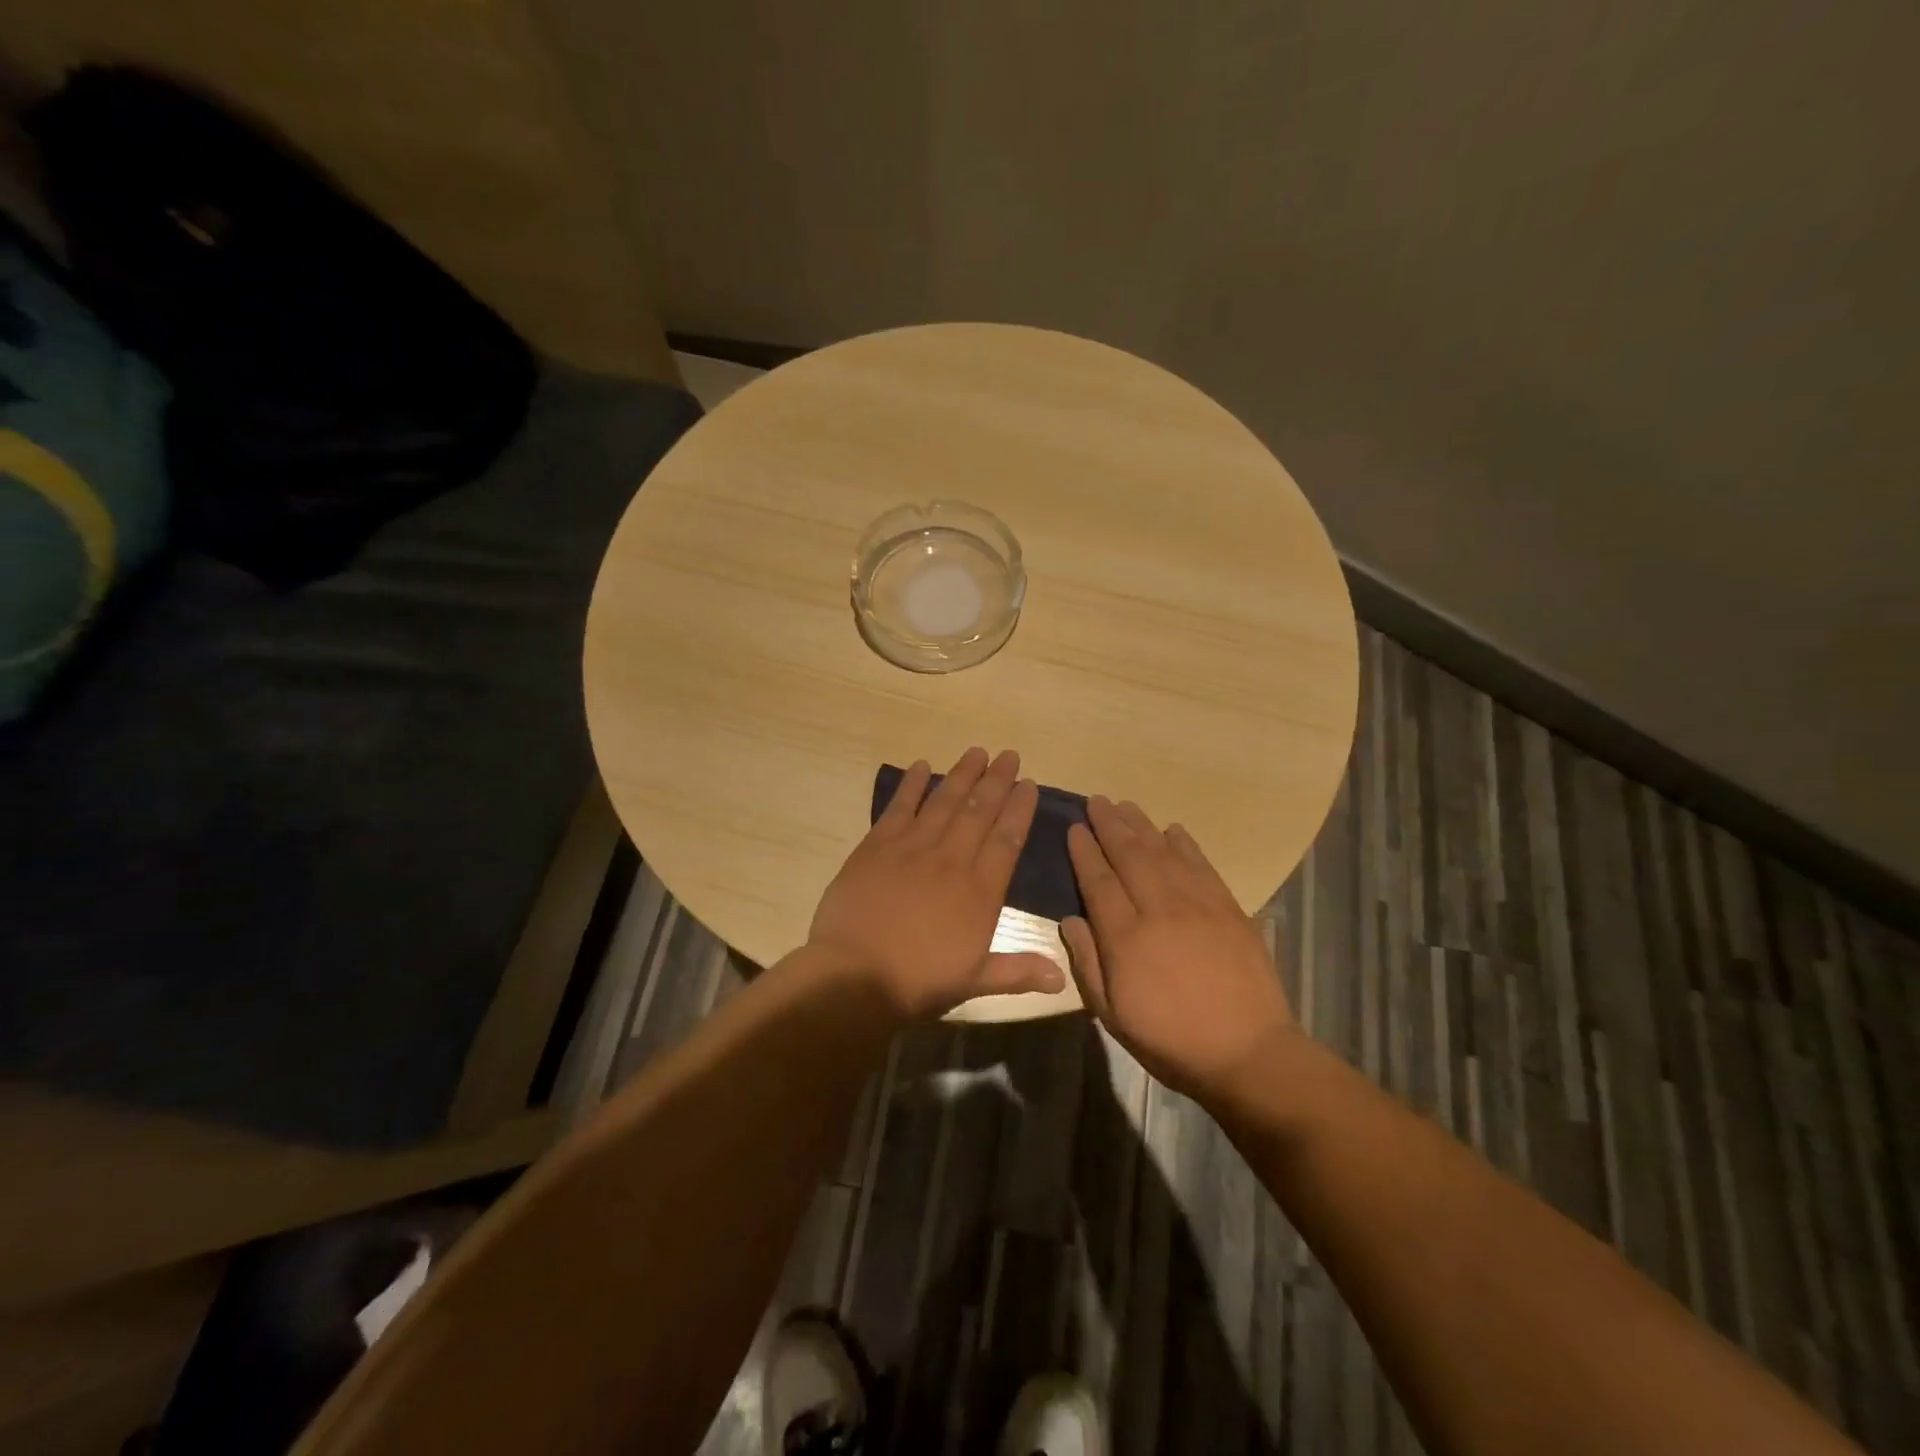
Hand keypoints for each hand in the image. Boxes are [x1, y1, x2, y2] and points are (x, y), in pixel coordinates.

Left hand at [808, 747, 1065, 1019]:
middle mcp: (952, 859)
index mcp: (980, 891)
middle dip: (997, 781)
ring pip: (944, 801)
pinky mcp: (878, 845)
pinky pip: (899, 806)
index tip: (1028, 785)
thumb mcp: (975, 981)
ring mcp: (913, 847)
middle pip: (979, 811)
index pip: (1007, 839)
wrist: (855, 976)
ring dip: (962, 774)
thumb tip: (1062, 978)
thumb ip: (1018, 971)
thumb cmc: (919, 981)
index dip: (1020, 809)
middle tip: (1009, 755)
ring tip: (977, 752)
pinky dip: (912, 785)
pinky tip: (922, 765)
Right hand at [1062, 797, 1295, 1100]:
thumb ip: (1088, 963)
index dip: (1084, 852)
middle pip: (1129, 856)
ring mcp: (1198, 905)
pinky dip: (1184, 844)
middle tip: (1096, 801)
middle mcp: (1159, 910)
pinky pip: (1201, 865)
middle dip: (1110, 825)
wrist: (1248, 1053)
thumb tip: (1071, 918)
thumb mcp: (1113, 1015)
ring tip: (1125, 805)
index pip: (1098, 881)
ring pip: (1163, 852)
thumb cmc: (1171, 1041)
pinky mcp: (1228, 909)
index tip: (1074, 828)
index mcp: (1126, 938)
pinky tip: (1172, 830)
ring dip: (1142, 826)